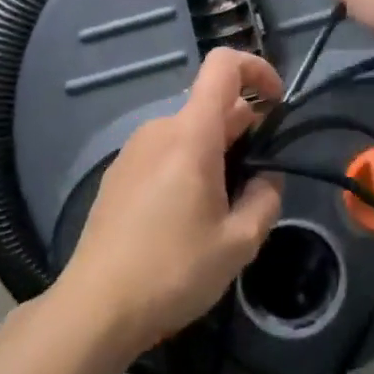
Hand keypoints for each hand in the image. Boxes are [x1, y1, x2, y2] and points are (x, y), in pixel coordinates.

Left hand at [56, 49, 284, 354]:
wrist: (96, 307)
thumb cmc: (173, 271)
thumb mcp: (238, 243)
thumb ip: (265, 199)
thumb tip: (267, 178)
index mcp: (190, 134)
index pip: (223, 65)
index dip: (257, 69)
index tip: (277, 103)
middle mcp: (159, 129)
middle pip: (210, 105)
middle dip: (243, 129)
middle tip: (256, 182)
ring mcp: (133, 150)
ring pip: (188, 131)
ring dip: (216, 151)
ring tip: (223, 208)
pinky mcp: (119, 174)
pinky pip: (164, 151)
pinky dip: (188, 165)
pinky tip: (186, 217)